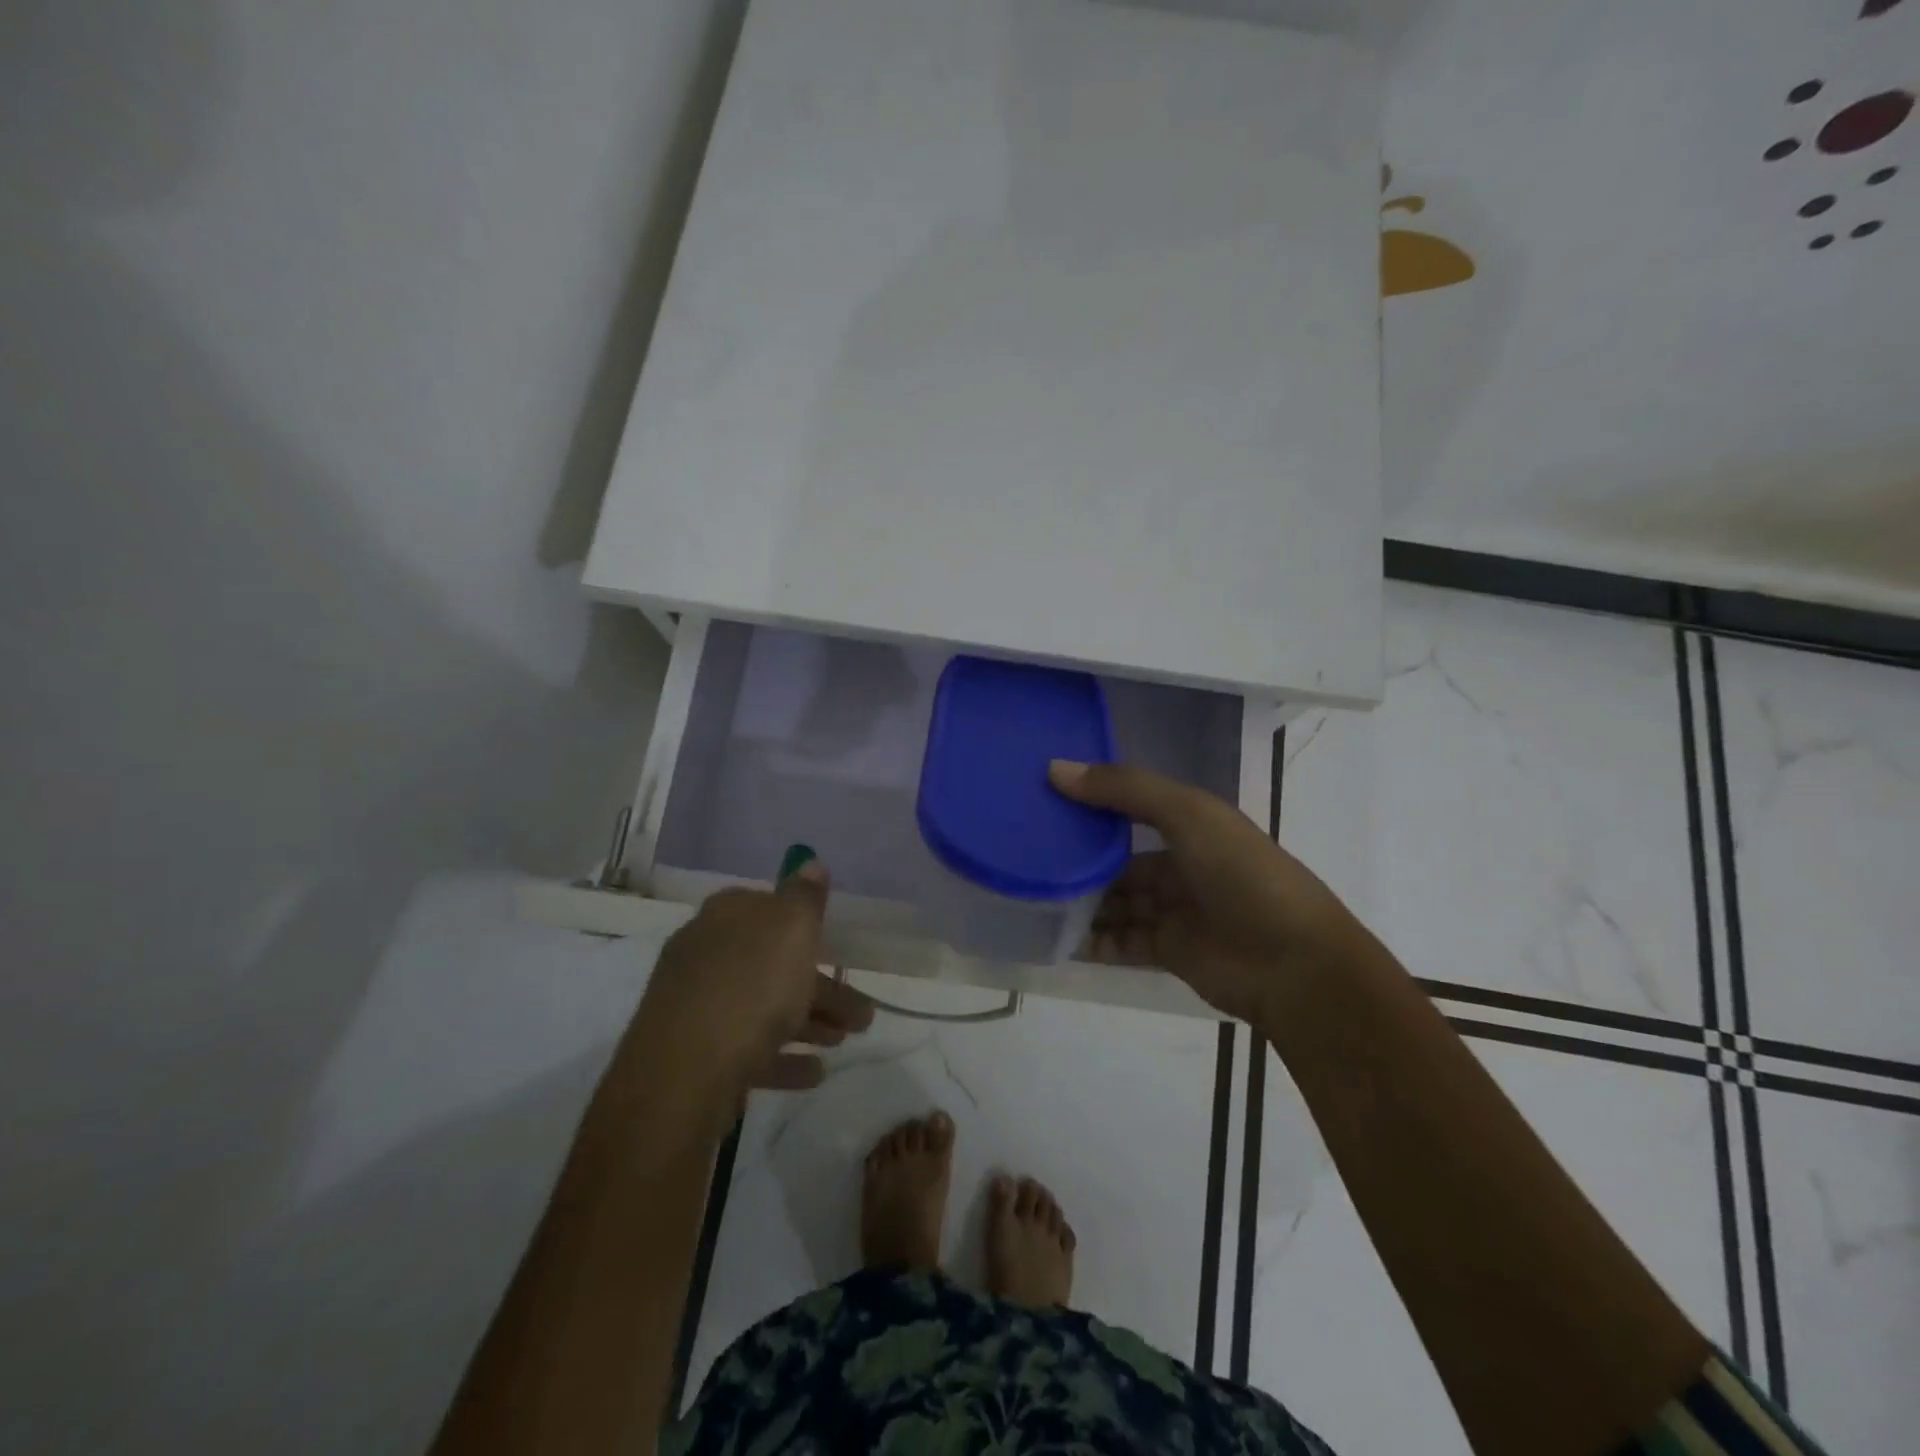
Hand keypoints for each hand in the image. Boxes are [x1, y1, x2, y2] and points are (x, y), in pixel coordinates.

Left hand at [623, 859, 874, 1107]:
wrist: (683, 1074)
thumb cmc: (750, 987)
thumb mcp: (791, 928)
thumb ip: (805, 896)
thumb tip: (810, 862)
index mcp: (725, 916)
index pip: (767, 906)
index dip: (804, 924)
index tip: (835, 946)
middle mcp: (706, 953)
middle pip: (772, 963)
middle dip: (820, 986)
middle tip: (860, 1013)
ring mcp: (697, 1006)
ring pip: (764, 1006)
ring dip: (809, 1021)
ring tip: (844, 1042)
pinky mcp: (695, 1054)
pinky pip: (748, 1048)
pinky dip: (782, 1056)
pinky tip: (813, 1071)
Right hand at [1050, 760, 1358, 1022]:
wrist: (1294, 964)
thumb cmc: (1242, 874)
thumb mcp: (1187, 814)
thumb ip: (1124, 789)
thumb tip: (1055, 769)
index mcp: (1192, 825)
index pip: (1131, 808)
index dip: (1091, 805)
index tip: (1042, 801)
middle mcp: (1182, 865)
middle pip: (1119, 860)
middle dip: (1079, 859)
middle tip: (1027, 857)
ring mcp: (1175, 912)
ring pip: (1116, 902)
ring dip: (1082, 901)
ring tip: (1033, 897)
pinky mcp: (1169, 952)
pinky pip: (1121, 942)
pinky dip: (1093, 940)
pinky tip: (1058, 936)